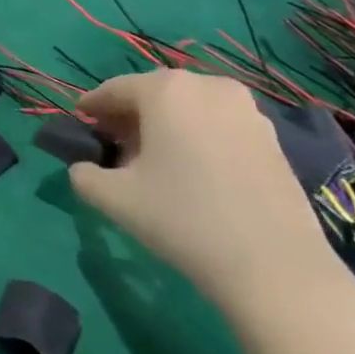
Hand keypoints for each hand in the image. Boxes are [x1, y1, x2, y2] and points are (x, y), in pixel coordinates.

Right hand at [69, 70, 354, 324]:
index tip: (79, 122)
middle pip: (155, 93)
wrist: (275, 267)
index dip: (92, 105)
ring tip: (152, 158)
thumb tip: (83, 167)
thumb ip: (84, 175)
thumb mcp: (113, 199)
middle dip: (130, 115)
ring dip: (165, 124)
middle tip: (113, 142)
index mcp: (166, 90)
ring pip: (189, 107)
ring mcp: (247, 110)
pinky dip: (197, 136)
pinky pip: (218, 124)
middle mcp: (208, 87)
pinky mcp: (272, 138)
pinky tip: (191, 170)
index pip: (115, 89)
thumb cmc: (183, 218)